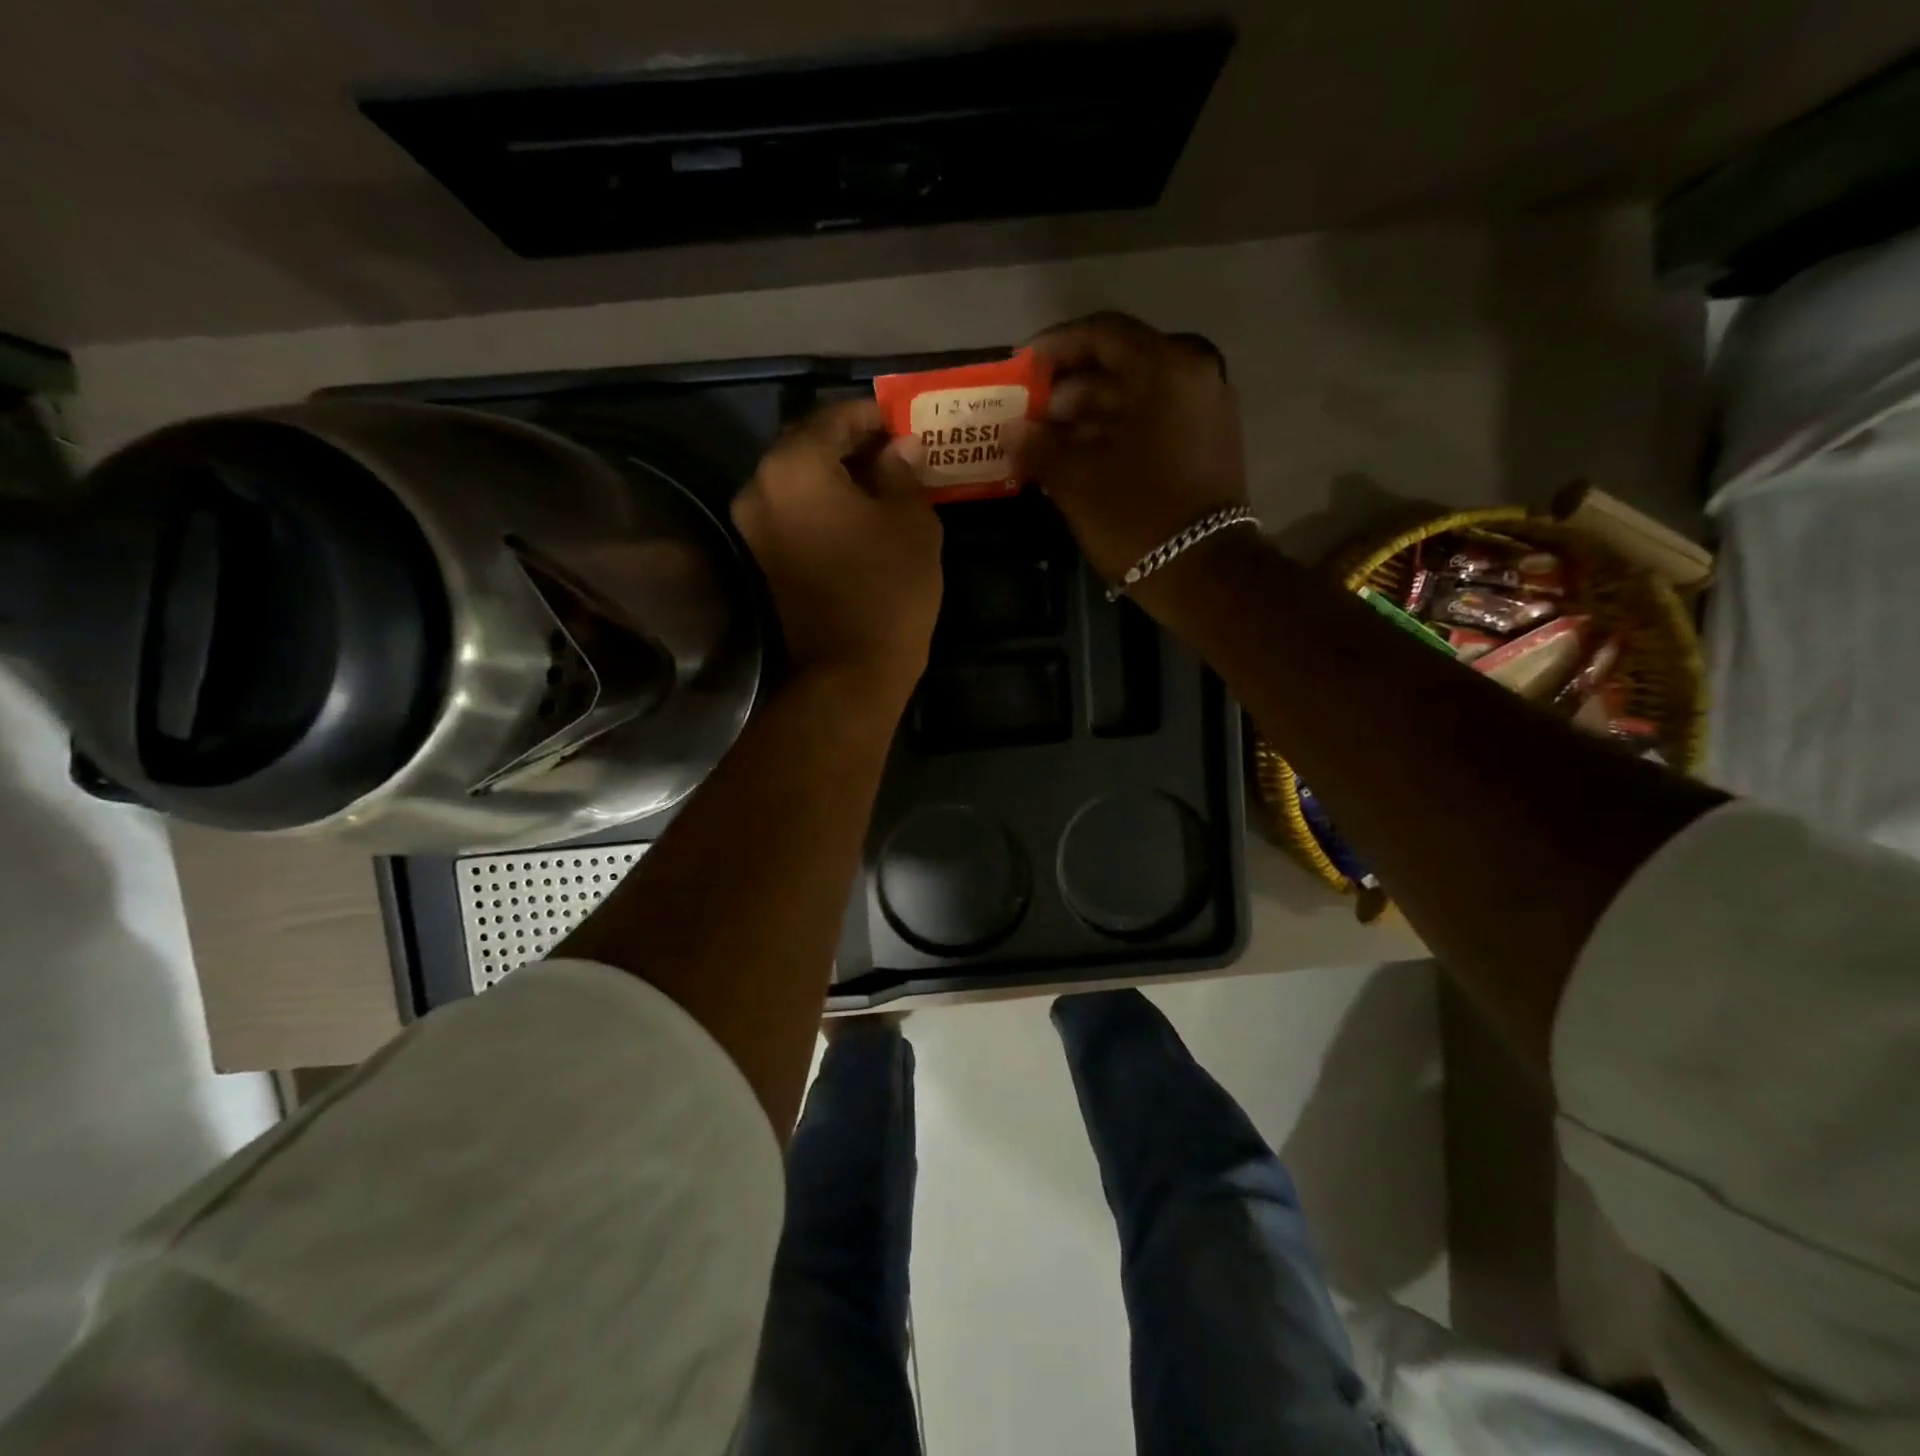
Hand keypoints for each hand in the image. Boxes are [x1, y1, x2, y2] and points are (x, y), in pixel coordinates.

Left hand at [732, 400, 942, 703]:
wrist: (849, 670)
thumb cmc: (888, 589)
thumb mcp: (911, 522)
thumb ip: (902, 471)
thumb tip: (899, 447)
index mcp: (794, 466)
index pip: (833, 418)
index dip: (871, 415)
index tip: (902, 420)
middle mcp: (760, 487)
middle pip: (807, 446)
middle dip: (851, 443)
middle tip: (895, 449)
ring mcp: (754, 525)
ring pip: (798, 480)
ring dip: (837, 474)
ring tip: (883, 481)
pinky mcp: (762, 557)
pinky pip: (793, 511)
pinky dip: (822, 503)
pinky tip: (860, 512)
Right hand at [1013, 312, 1249, 592]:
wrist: (1204, 574)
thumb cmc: (1137, 517)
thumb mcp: (1078, 480)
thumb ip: (1040, 446)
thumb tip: (1013, 431)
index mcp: (1165, 370)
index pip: (1103, 334)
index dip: (1056, 347)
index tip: (1022, 369)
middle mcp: (1194, 378)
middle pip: (1120, 367)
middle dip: (1069, 389)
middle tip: (1028, 414)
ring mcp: (1206, 414)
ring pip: (1136, 400)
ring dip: (1088, 416)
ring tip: (1045, 443)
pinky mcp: (1207, 448)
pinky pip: (1154, 425)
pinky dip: (1116, 434)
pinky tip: (1079, 460)